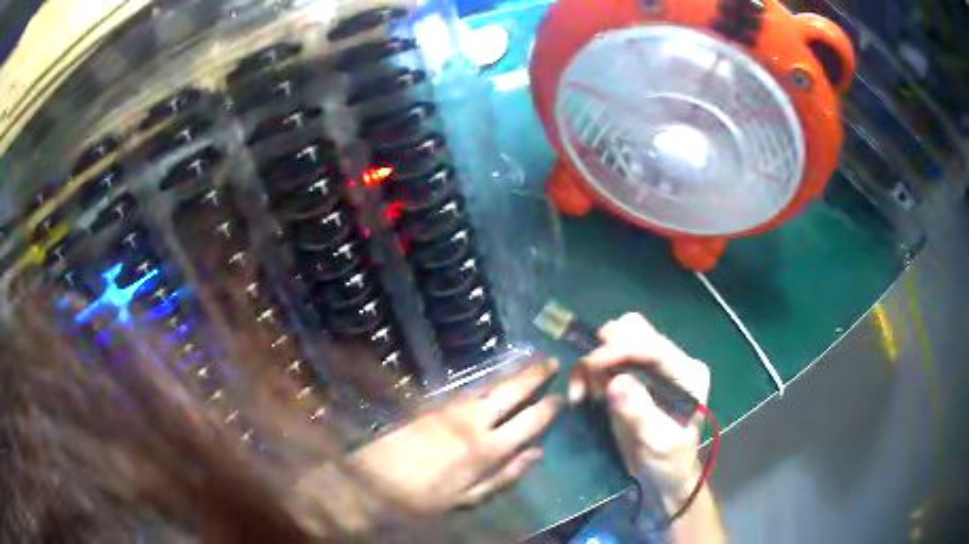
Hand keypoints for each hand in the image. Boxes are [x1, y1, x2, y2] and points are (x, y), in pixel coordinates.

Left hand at [348, 359, 561, 515]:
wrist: (373, 481)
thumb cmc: (424, 498)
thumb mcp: (468, 498)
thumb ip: (505, 476)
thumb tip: (536, 453)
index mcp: (487, 449)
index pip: (528, 422)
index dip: (547, 408)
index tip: (560, 397)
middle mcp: (473, 422)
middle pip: (511, 392)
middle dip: (534, 375)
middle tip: (552, 361)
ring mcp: (451, 409)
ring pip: (490, 385)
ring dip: (512, 372)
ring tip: (530, 361)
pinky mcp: (433, 404)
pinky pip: (468, 388)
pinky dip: (486, 381)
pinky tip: (493, 378)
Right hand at [568, 314, 710, 508]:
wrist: (662, 478)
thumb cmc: (668, 463)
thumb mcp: (658, 444)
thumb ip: (639, 412)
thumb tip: (615, 381)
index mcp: (688, 374)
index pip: (654, 346)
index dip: (621, 349)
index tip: (591, 364)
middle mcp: (671, 362)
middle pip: (635, 331)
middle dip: (605, 349)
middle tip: (585, 379)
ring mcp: (651, 367)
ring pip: (616, 340)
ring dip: (592, 362)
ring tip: (581, 394)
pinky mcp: (632, 376)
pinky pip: (605, 360)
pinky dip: (588, 372)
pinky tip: (584, 395)